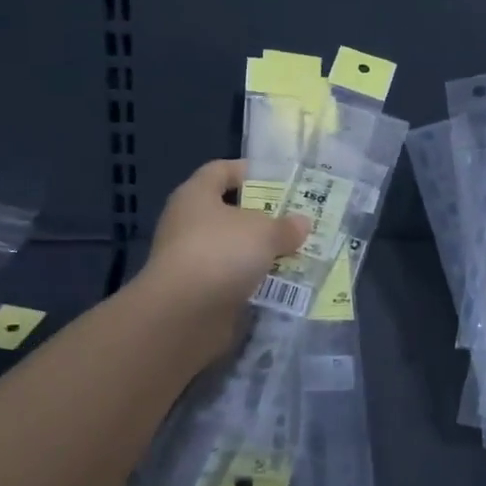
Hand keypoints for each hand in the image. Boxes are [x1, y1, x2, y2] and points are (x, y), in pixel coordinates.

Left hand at [135, 160, 310, 368]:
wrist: (183, 315)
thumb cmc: (221, 253)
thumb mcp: (264, 232)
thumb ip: (285, 226)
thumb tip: (302, 223)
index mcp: (196, 195)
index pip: (220, 170)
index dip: (248, 170)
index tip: (278, 179)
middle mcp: (188, 223)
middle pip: (229, 212)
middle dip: (262, 216)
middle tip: (295, 219)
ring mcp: (191, 259)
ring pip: (233, 248)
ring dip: (260, 252)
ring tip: (296, 252)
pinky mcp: (198, 292)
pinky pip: (232, 279)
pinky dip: (254, 280)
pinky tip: (282, 283)